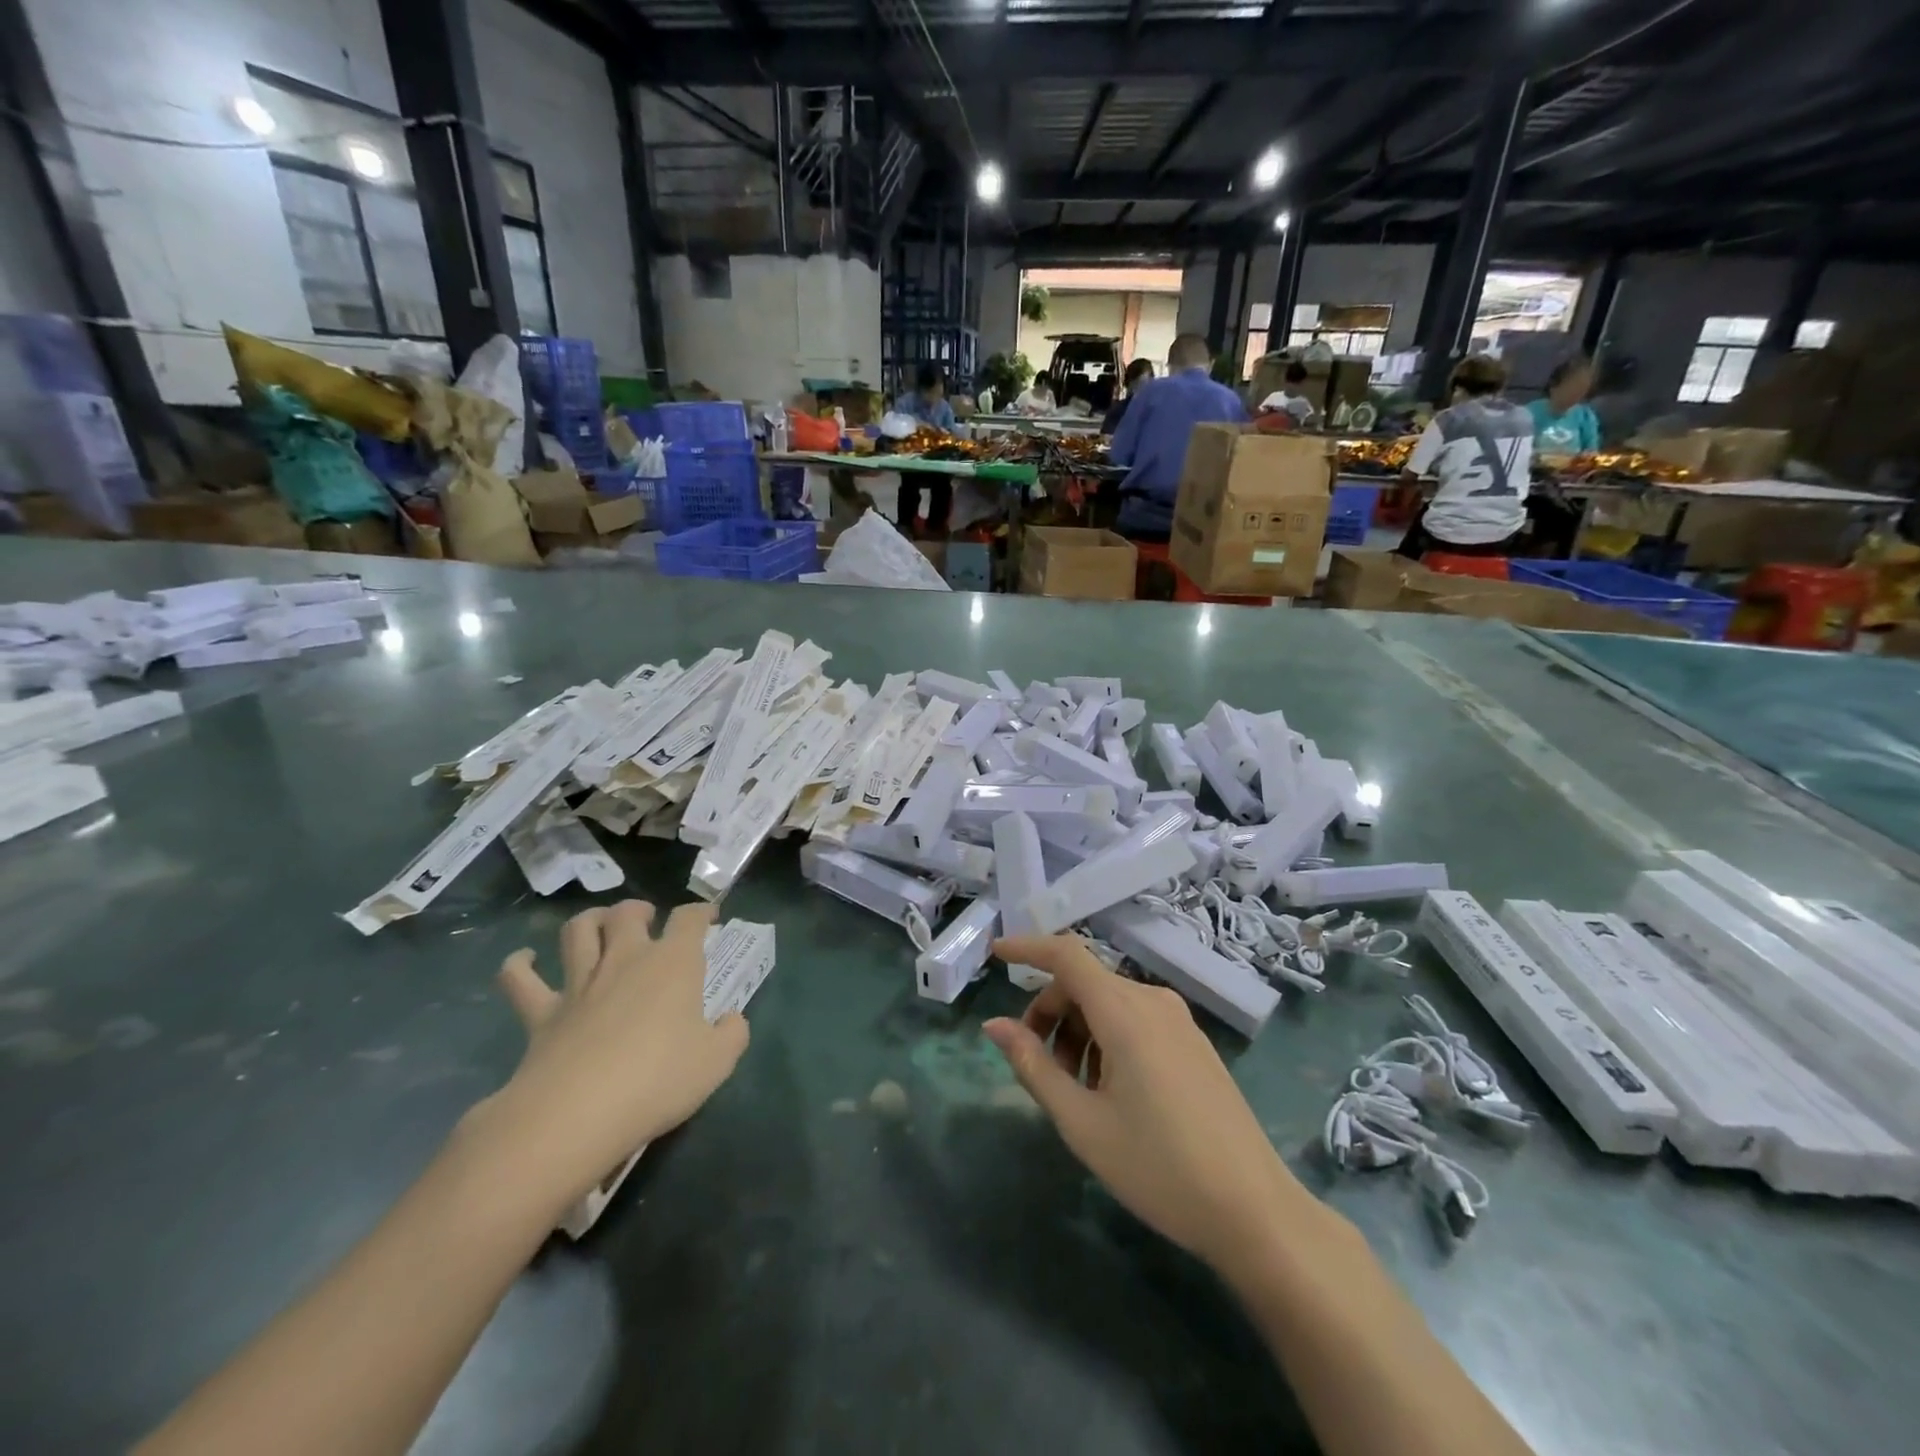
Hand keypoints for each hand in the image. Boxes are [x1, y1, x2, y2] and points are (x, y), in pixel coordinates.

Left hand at [477, 900, 749, 1208]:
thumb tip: (731, 1020)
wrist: (577, 1114)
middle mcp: (626, 960)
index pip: (690, 919)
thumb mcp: (717, 1062)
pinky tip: (524, 959)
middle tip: (648, 921)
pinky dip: (519, 964)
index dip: (702, 912)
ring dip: (590, 920)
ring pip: (578, 931)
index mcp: (673, 964)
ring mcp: (580, 983)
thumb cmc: (658, 1080)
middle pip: (627, 913)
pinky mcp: (541, 1013)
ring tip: (600, 925)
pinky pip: (520, 979)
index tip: (710, 917)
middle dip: (640, 909)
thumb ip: (732, 1034)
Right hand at [984, 934, 1299, 1281]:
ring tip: (1075, 1090)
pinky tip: (1109, 1091)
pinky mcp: (1193, 1042)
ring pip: (1110, 1003)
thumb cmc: (1158, 1167)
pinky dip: (1107, 1038)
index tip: (995, 954)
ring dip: (1078, 1030)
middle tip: (1035, 1063)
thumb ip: (1033, 1066)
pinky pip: (1136, 1020)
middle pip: (1085, 983)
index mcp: (1124, 1011)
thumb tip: (994, 1025)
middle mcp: (1153, 1001)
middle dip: (1050, 1011)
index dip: (1027, 948)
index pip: (1066, 954)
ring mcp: (1179, 1020)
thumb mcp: (1082, 1122)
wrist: (1255, 1211)